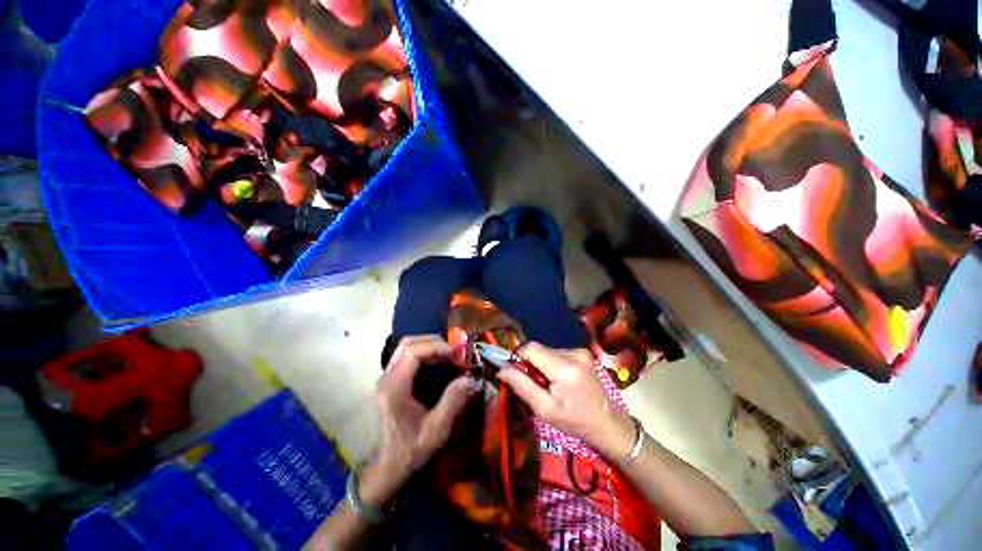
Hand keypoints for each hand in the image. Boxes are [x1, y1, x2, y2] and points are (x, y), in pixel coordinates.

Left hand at [362, 335, 476, 505]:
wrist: (385, 468)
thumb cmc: (409, 451)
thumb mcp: (436, 430)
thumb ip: (453, 401)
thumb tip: (472, 379)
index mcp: (394, 387)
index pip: (412, 352)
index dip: (436, 347)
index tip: (455, 355)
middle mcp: (387, 377)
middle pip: (408, 344)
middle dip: (434, 343)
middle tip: (454, 354)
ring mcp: (386, 378)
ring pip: (406, 348)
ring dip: (429, 346)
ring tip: (448, 357)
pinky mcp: (390, 381)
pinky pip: (407, 356)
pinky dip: (424, 354)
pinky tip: (438, 364)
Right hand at [496, 343, 635, 459]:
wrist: (607, 423)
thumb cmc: (574, 421)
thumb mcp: (544, 409)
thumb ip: (522, 386)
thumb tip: (501, 369)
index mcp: (565, 368)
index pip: (531, 348)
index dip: (518, 357)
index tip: (514, 372)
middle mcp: (573, 353)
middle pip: (539, 348)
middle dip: (529, 362)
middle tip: (532, 383)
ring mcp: (580, 351)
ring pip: (546, 350)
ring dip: (540, 363)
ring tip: (547, 383)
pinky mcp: (582, 352)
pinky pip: (556, 352)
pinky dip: (550, 363)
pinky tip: (557, 378)